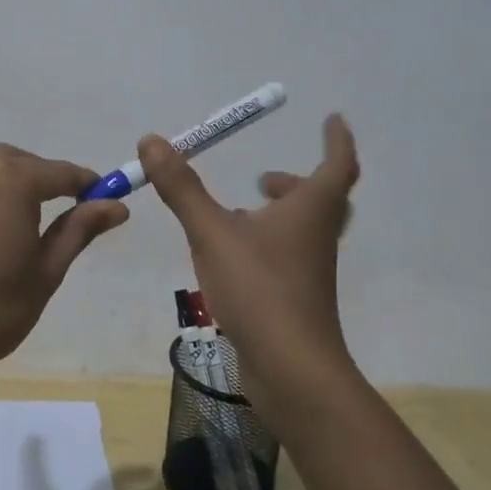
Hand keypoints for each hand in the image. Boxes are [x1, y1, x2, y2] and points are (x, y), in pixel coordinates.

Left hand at [0, 125, 129, 391]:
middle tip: (58, 220)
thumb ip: (79, 230)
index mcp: (16, 180)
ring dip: (4, 178)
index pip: (63, 174)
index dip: (86, 187)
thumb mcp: (46, 272)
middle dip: (45, 184)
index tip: (103, 201)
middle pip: (23, 164)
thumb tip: (117, 205)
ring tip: (15, 210)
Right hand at [138, 113, 359, 386]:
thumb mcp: (213, 232)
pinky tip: (232, 254)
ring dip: (279, 214)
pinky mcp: (296, 299)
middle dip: (297, 182)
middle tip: (265, 178)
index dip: (336, 140)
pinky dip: (266, 243)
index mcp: (310, 210)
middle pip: (322, 200)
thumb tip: (153, 141)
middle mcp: (316, 237)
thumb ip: (182, 188)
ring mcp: (309, 271)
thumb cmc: (260, 289)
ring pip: (303, 231)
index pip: (337, 164)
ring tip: (238, 211)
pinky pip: (286, 258)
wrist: (291, 371)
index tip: (332, 119)